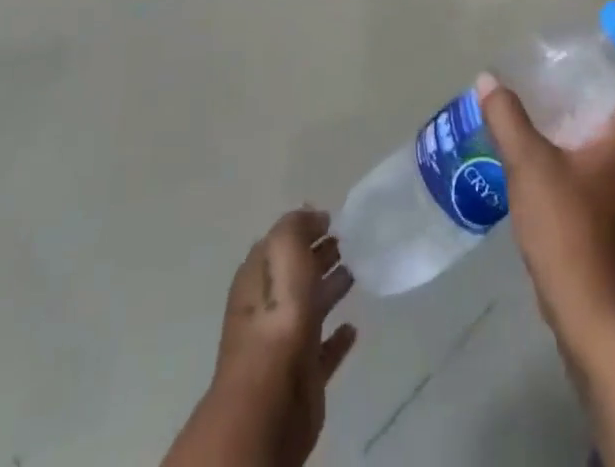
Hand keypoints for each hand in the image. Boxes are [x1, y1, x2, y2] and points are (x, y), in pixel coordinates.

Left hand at [198, 208, 357, 466]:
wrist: (271, 398)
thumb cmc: (276, 314)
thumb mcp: (284, 249)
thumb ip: (296, 226)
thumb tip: (314, 216)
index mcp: (258, 276)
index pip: (280, 244)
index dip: (303, 229)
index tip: (331, 218)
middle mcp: (268, 306)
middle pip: (296, 274)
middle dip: (318, 255)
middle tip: (348, 240)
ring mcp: (286, 342)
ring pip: (312, 307)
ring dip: (330, 289)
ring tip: (356, 272)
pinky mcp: (305, 375)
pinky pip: (324, 350)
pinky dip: (338, 338)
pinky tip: (353, 328)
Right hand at [478, 62, 614, 333]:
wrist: (592, 310)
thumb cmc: (568, 225)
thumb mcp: (529, 164)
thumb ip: (508, 118)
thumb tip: (489, 80)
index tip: (603, 47)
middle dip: (598, 90)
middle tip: (561, 75)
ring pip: (613, 143)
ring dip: (587, 123)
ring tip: (547, 112)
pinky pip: (602, 170)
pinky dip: (581, 154)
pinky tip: (547, 159)